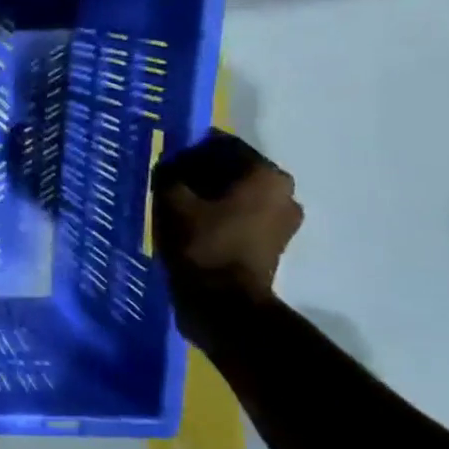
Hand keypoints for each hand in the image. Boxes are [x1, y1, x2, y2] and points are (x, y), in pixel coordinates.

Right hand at [153, 131, 302, 345]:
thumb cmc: (201, 244)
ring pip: (236, 195)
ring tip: (177, 207)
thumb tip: (169, 162)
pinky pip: (241, 217)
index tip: (164, 162)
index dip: (188, 149)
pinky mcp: (274, 245)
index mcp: (265, 174)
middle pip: (232, 169)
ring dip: (208, 197)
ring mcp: (283, 221)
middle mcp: (284, 192)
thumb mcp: (171, 199)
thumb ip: (169, 171)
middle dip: (200, 174)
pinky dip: (218, 217)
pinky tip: (192, 226)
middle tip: (167, 184)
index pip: (221, 144)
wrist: (223, 305)